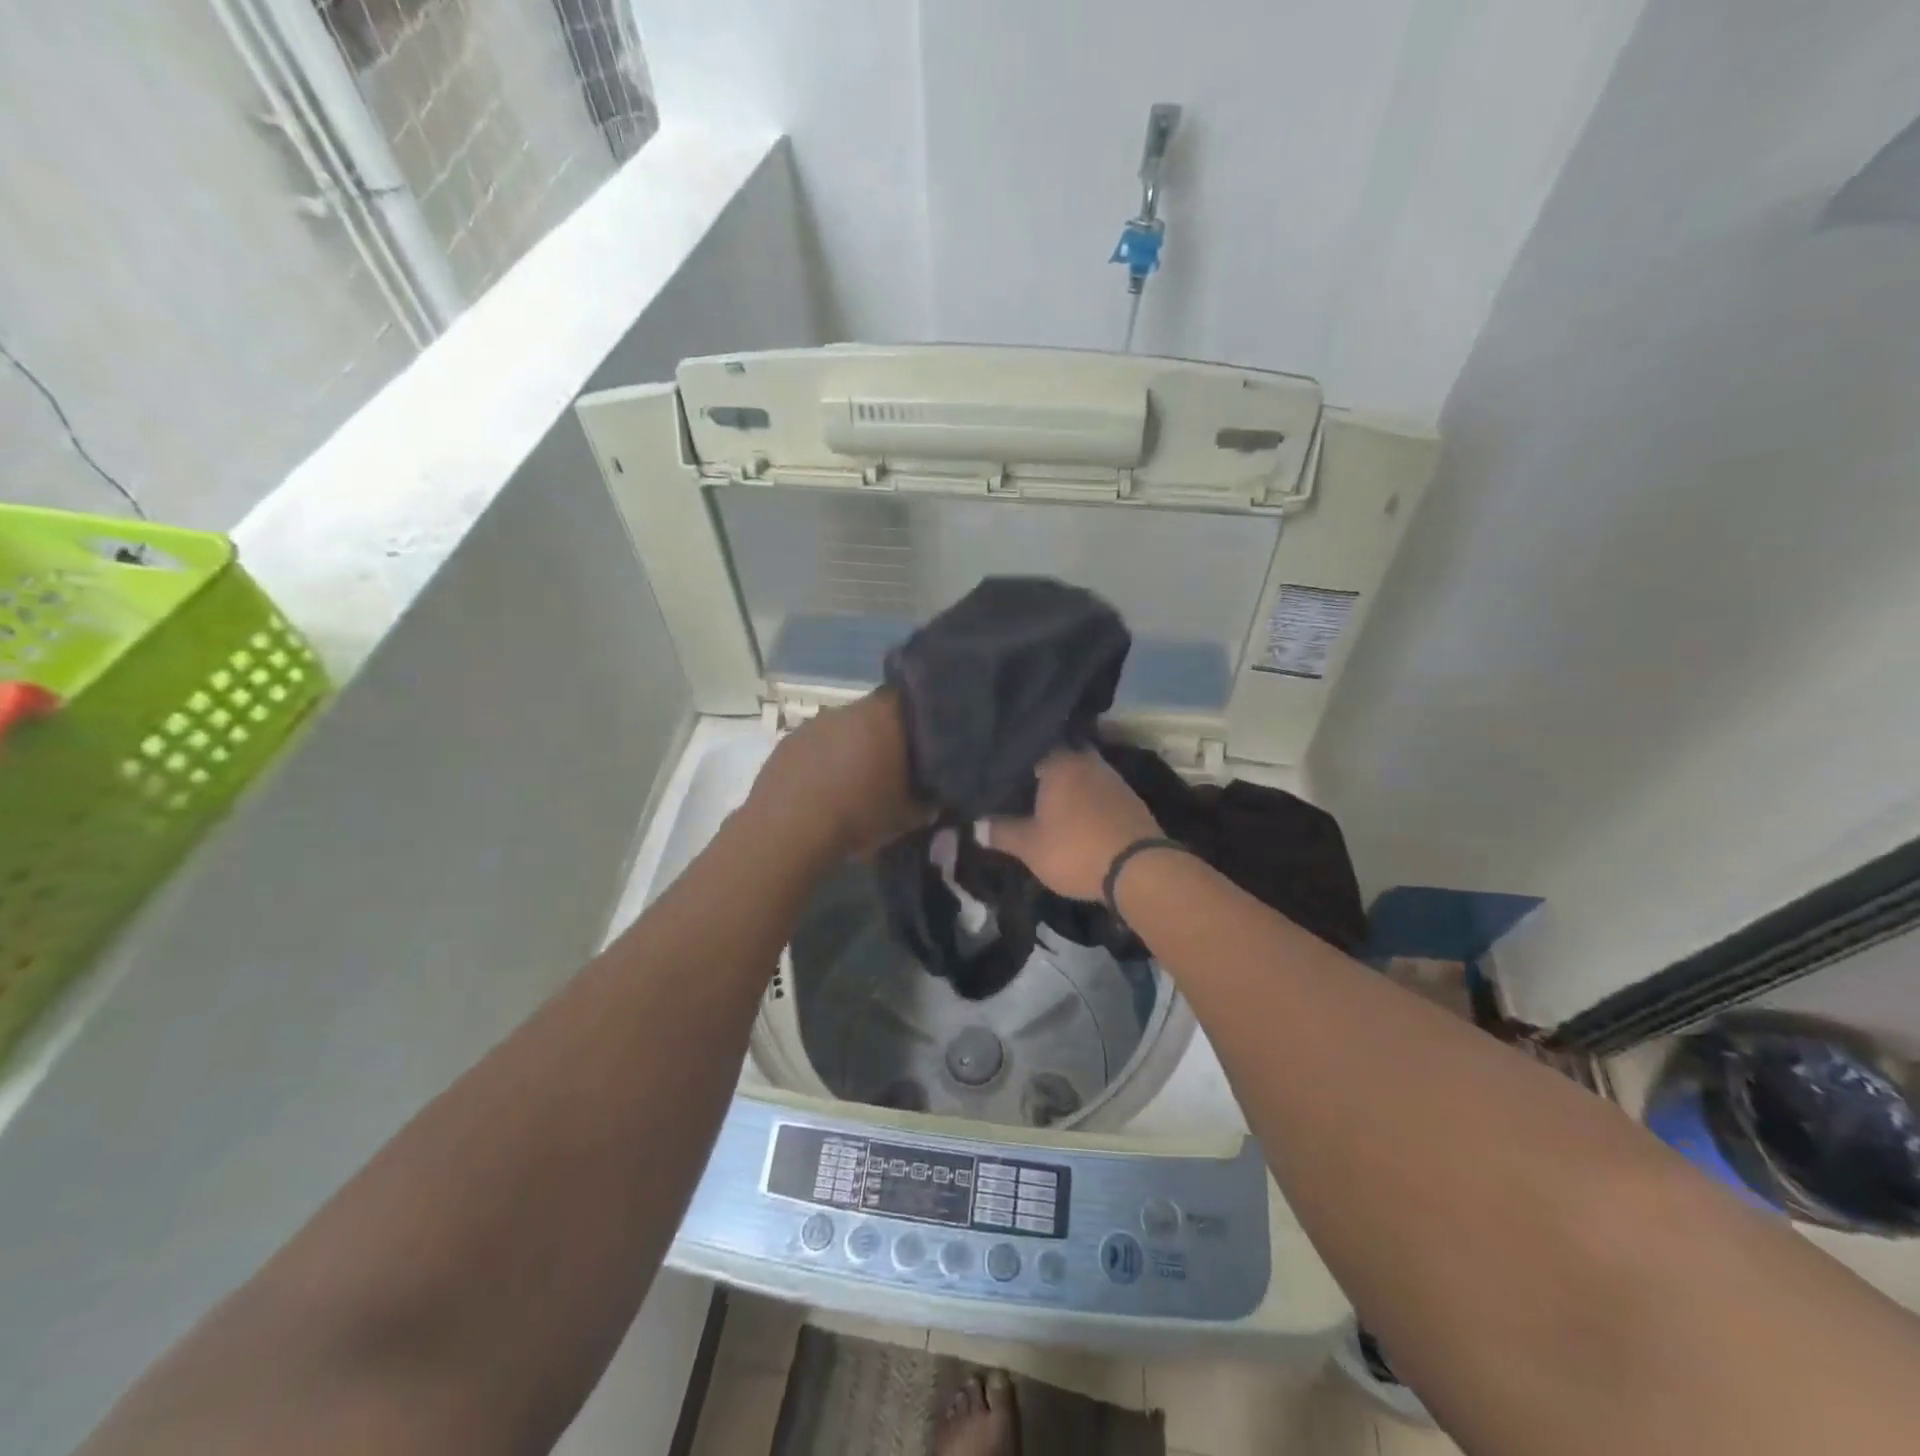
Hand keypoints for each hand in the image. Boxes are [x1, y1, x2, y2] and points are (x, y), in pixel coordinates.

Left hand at [747, 690, 925, 859]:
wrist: (790, 829)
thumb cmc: (859, 813)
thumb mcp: (907, 817)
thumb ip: (926, 803)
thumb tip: (932, 801)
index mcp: (884, 716)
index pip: (908, 702)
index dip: (914, 722)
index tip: (918, 746)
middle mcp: (848, 709)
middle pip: (871, 716)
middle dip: (880, 738)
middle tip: (887, 770)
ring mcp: (813, 724)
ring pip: (840, 731)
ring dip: (847, 750)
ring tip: (851, 784)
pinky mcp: (786, 743)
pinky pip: (813, 747)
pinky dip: (820, 762)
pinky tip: (821, 791)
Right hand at [988, 750, 1161, 901]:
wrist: (1140, 870)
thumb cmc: (1076, 850)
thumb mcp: (1030, 847)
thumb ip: (1001, 832)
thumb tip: (975, 826)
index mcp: (1060, 762)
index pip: (1029, 748)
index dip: (1012, 762)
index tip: (997, 774)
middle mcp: (1087, 760)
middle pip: (1057, 759)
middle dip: (1040, 773)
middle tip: (1019, 788)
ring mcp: (1112, 778)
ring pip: (1079, 774)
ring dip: (1065, 786)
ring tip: (1044, 802)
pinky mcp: (1129, 798)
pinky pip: (1097, 790)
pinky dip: (1084, 799)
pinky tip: (1074, 815)